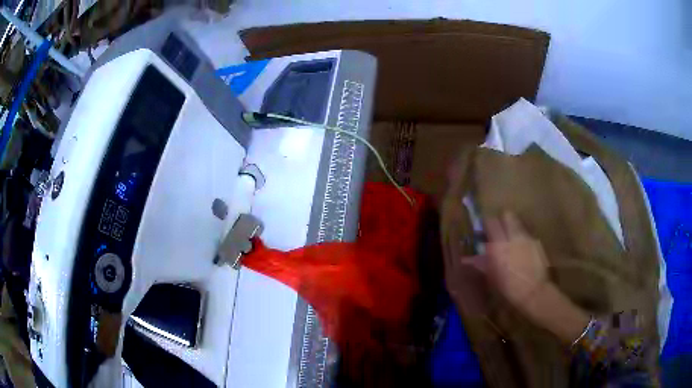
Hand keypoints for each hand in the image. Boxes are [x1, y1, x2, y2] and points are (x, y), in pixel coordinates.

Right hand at [464, 212, 548, 310]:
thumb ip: (482, 264)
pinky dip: (524, 238)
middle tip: (500, 230)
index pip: (491, 222)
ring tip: (513, 238)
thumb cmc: (509, 288)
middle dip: (503, 220)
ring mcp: (527, 237)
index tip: (486, 230)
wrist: (534, 292)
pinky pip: (528, 235)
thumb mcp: (492, 277)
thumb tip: (468, 259)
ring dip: (514, 227)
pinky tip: (524, 250)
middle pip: (507, 215)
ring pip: (519, 223)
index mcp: (498, 245)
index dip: (488, 223)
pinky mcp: (538, 242)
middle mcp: (513, 237)